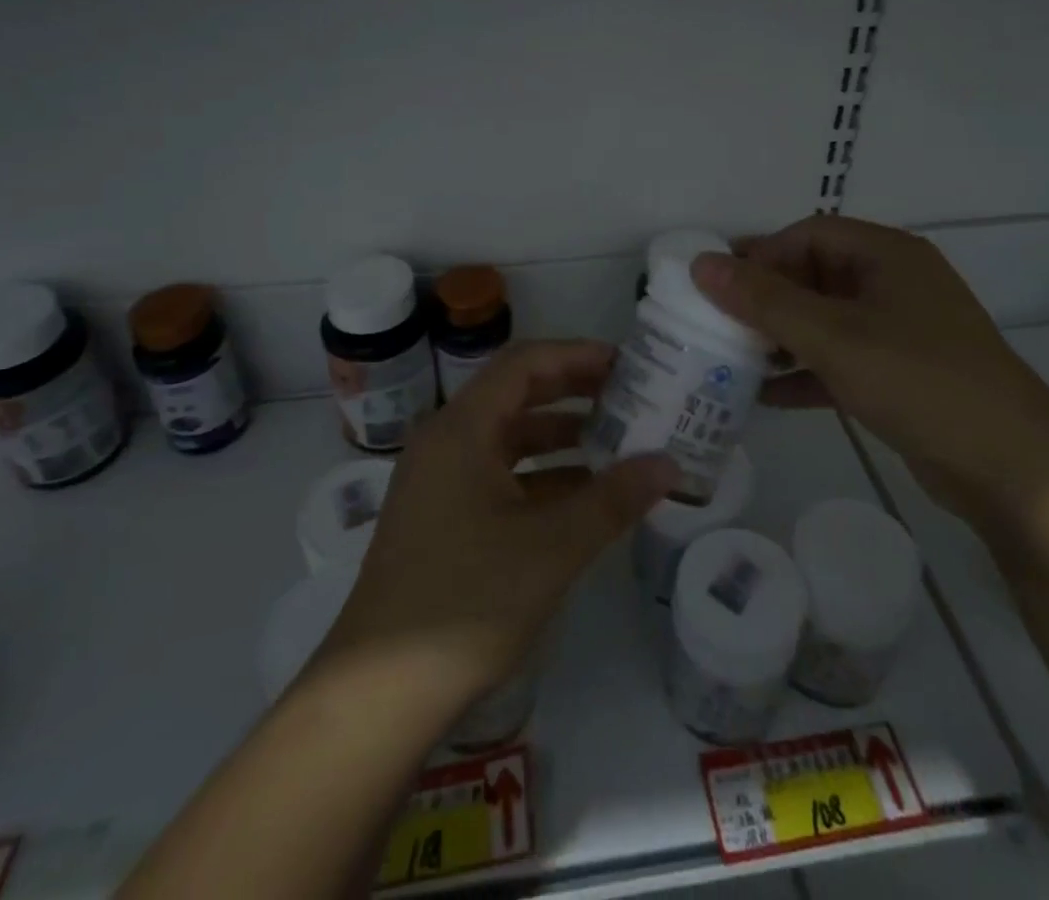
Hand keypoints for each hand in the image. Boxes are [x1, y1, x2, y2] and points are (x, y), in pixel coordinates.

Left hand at [326, 340, 678, 705]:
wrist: (380, 693)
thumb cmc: (467, 600)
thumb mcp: (552, 546)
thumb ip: (613, 499)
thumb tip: (669, 465)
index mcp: (462, 428)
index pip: (524, 363)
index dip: (576, 355)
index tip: (626, 364)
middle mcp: (446, 440)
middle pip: (516, 394)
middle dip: (573, 391)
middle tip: (629, 396)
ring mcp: (440, 480)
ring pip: (509, 437)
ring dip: (560, 435)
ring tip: (617, 442)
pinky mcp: (442, 516)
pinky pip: (499, 475)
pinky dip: (541, 475)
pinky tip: (582, 495)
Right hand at [690, 216, 1048, 534]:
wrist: (1013, 469)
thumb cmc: (919, 379)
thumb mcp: (833, 336)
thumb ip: (764, 300)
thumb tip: (701, 264)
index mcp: (887, 255)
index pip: (808, 236)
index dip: (760, 255)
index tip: (717, 286)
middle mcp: (893, 284)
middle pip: (814, 276)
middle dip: (765, 300)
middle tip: (716, 323)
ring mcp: (899, 332)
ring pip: (824, 321)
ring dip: (780, 338)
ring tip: (731, 359)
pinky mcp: (899, 375)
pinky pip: (838, 360)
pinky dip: (804, 372)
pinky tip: (765, 396)